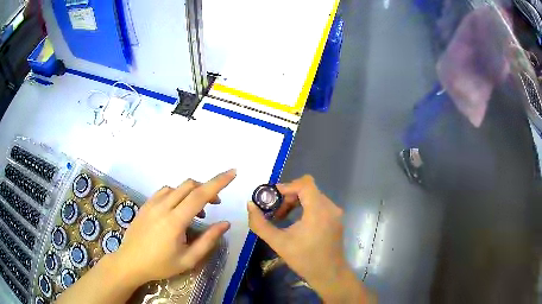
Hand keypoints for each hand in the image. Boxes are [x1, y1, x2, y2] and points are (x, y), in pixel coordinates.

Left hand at [112, 169, 235, 284]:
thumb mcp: (188, 259)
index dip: (218, 182)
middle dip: (207, 189)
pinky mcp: (146, 204)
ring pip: (178, 187)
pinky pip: (166, 191)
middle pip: (189, 185)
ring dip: (192, 192)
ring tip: (197, 211)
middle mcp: (163, 206)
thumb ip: (208, 241)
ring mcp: (152, 203)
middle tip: (215, 205)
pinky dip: (178, 194)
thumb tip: (225, 224)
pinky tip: (178, 209)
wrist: (130, 262)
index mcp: (175, 221)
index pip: (200, 195)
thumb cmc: (160, 265)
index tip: (233, 173)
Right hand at [248, 175, 372, 302]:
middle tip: (275, 212)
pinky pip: (319, 204)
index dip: (286, 186)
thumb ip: (260, 224)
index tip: (271, 197)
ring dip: (296, 202)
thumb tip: (250, 205)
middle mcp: (330, 207)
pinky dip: (305, 207)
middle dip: (288, 196)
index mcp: (319, 210)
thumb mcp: (279, 243)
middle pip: (308, 189)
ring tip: (282, 217)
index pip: (305, 184)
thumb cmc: (304, 259)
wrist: (329, 274)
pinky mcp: (336, 219)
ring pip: (313, 196)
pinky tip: (295, 222)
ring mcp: (335, 213)